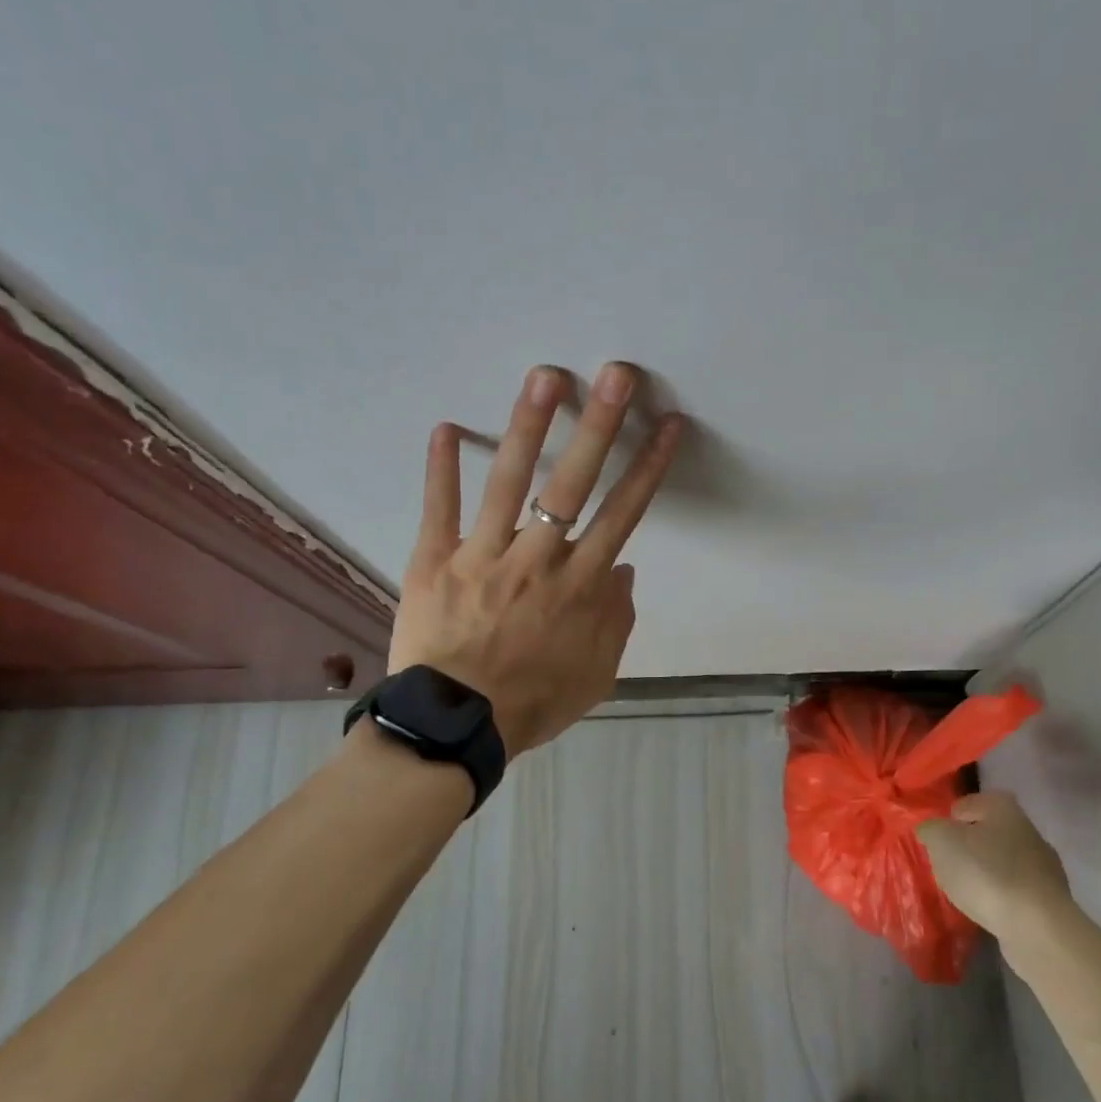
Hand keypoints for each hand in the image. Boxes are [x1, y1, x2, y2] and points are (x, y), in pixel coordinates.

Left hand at [384, 362, 683, 756]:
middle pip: (573, 484)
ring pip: (508, 482)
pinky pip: (438, 509)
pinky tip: (443, 427)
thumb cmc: (532, 702)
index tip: (667, 425)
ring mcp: (482, 555)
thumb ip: (616, 620)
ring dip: (527, 427)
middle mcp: (537, 559)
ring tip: (543, 377)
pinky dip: (440, 469)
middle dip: (599, 426)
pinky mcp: (434, 561)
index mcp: (579, 586)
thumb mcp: (596, 675)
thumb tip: (625, 569)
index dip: (648, 467)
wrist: (455, 727)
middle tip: (615, 374)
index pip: (623, 515)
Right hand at [918, 792, 1080, 969]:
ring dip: (982, 873)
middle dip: (965, 848)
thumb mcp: (942, 841)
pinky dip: (998, 896)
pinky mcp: (1048, 898)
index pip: (964, 804)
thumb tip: (931, 830)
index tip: (935, 843)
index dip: (946, 821)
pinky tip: (987, 909)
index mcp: (1002, 806)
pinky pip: (1012, 889)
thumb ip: (930, 828)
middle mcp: (1027, 828)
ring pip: (999, 862)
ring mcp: (1042, 865)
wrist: (1037, 928)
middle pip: (983, 833)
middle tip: (946, 866)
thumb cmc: (985, 872)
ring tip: (964, 891)